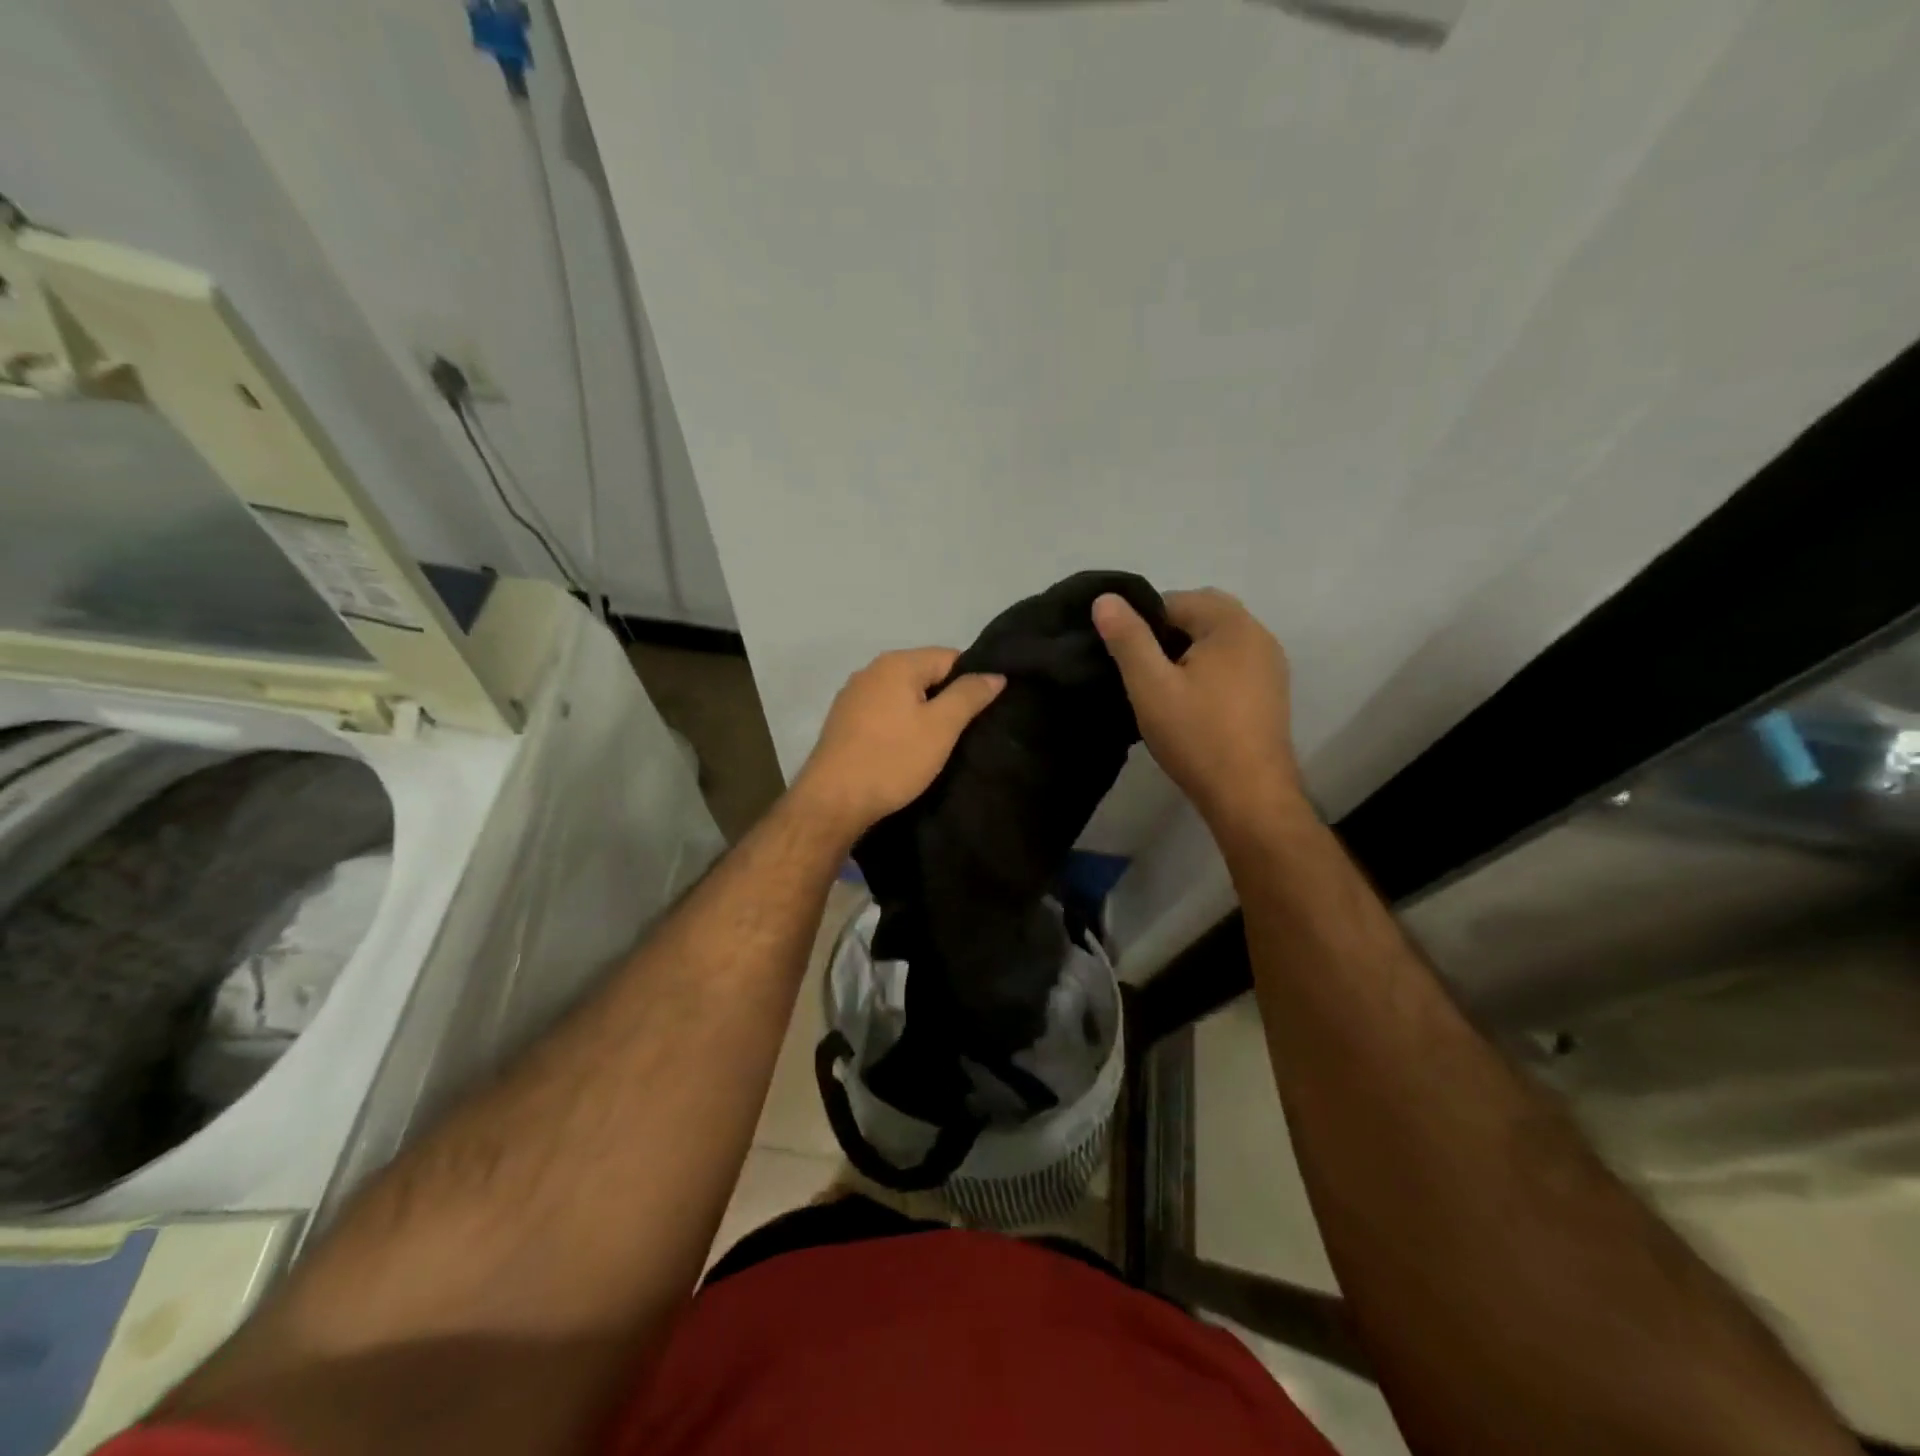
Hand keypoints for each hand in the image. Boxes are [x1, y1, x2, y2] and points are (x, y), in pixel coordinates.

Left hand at [792, 648, 1004, 843]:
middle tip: (964, 732)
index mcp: (896, 663)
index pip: (949, 657)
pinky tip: (905, 751)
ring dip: (922, 714)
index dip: (971, 681)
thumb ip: (969, 695)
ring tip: (938, 744)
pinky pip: (883, 713)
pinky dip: (899, 725)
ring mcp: (852, 696)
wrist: (833, 801)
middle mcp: (871, 670)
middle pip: (924, 674)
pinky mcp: (843, 722)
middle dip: (946, 698)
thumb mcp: (941, 727)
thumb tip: (995, 674)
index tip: (983, 712)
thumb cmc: (892, 759)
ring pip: (902, 695)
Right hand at [1093, 589, 1303, 839]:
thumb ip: (1128, 639)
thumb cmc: (1197, 736)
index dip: (1143, 622)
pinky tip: (1190, 705)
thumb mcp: (1150, 686)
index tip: (1124, 656)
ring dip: (1188, 653)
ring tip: (1161, 689)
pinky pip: (1233, 664)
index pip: (1176, 601)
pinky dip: (1208, 671)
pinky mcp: (1271, 693)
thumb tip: (1106, 598)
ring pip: (1218, 642)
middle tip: (1141, 670)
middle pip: (1202, 616)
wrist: (1250, 796)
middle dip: (1167, 634)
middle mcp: (1259, 635)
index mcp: (1232, 625)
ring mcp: (1270, 666)